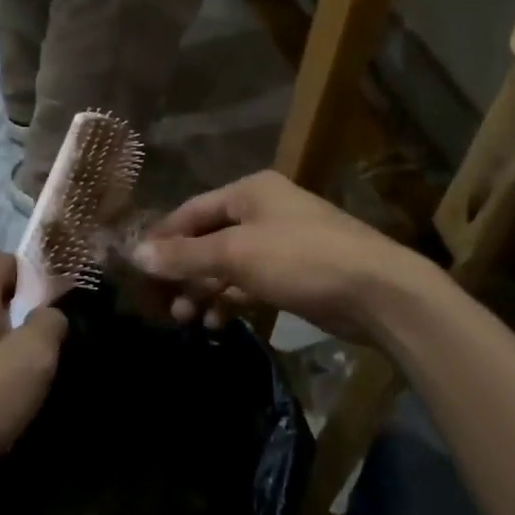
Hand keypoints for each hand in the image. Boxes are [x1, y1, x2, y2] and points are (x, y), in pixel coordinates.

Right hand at [130, 171, 440, 344]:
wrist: (378, 291)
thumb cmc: (301, 259)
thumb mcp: (236, 254)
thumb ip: (186, 255)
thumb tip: (136, 253)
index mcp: (249, 191)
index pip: (191, 210)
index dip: (163, 239)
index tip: (137, 269)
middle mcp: (263, 210)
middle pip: (208, 238)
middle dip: (183, 271)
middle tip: (161, 305)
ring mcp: (281, 242)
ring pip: (228, 263)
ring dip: (204, 289)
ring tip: (185, 320)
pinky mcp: (295, 273)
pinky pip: (249, 281)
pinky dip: (229, 299)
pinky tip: (215, 322)